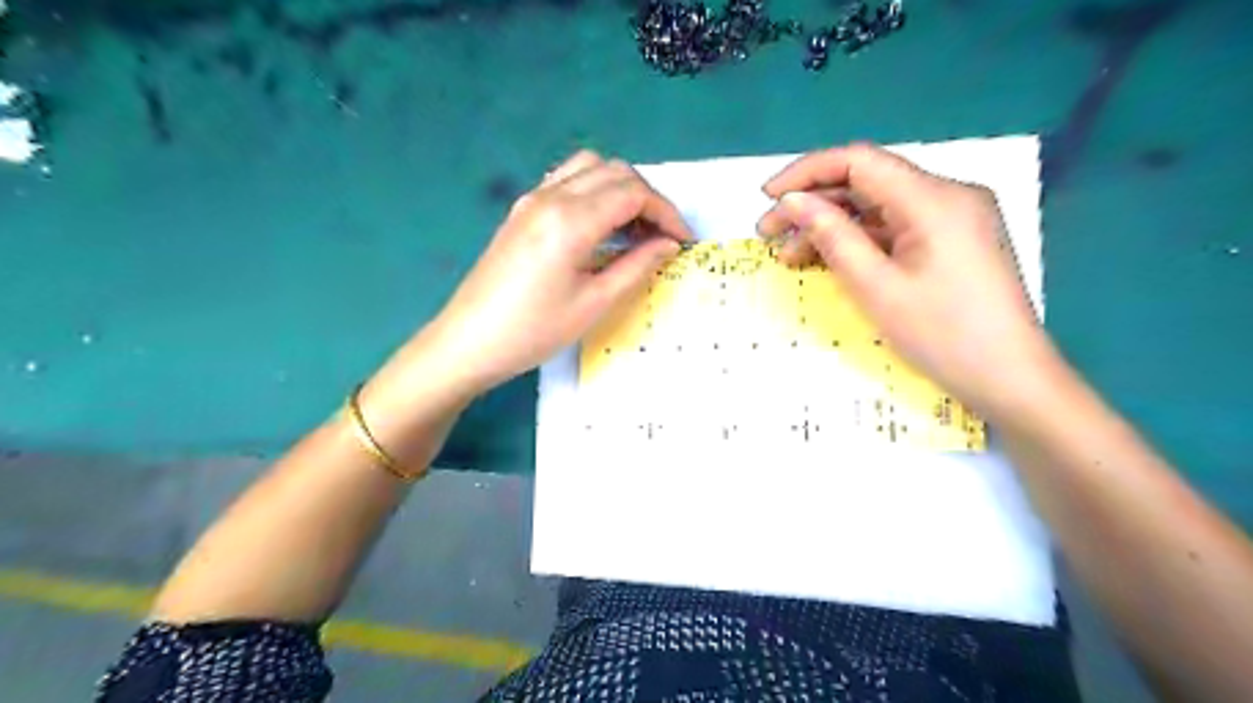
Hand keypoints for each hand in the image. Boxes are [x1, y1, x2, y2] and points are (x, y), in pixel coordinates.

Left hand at [421, 149, 694, 393]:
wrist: (469, 342)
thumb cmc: (534, 331)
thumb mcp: (594, 304)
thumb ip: (637, 267)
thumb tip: (668, 244)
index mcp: (571, 220)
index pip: (634, 194)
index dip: (666, 213)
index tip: (683, 241)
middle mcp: (552, 196)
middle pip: (615, 172)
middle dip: (648, 199)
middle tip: (663, 238)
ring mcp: (532, 199)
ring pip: (590, 168)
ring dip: (621, 190)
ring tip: (634, 230)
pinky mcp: (522, 210)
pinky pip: (567, 181)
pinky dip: (595, 191)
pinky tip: (600, 226)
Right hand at [754, 139, 1066, 417]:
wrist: (1010, 378)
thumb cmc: (943, 336)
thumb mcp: (877, 287)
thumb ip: (832, 237)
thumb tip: (792, 202)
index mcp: (933, 198)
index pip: (859, 161)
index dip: (806, 173)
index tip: (767, 198)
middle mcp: (947, 195)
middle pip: (867, 182)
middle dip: (813, 204)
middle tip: (769, 234)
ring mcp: (952, 218)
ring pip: (878, 207)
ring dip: (832, 226)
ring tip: (790, 256)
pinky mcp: (952, 240)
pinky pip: (895, 228)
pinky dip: (859, 241)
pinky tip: (829, 260)